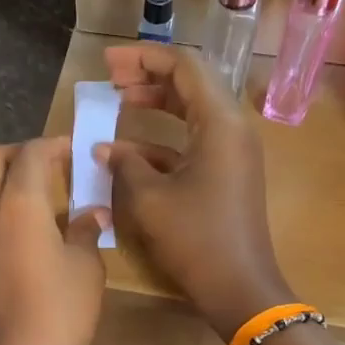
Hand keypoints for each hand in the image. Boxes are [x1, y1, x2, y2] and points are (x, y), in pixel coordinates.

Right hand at [97, 43, 293, 340]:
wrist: (239, 287)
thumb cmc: (195, 239)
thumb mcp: (150, 199)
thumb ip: (125, 165)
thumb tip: (105, 149)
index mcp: (219, 122)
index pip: (184, 66)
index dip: (143, 58)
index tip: (108, 62)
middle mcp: (231, 128)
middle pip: (190, 83)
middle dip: (149, 76)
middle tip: (111, 78)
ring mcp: (232, 152)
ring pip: (192, 112)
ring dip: (156, 105)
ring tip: (118, 103)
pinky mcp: (227, 173)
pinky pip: (194, 142)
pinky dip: (163, 140)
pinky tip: (129, 152)